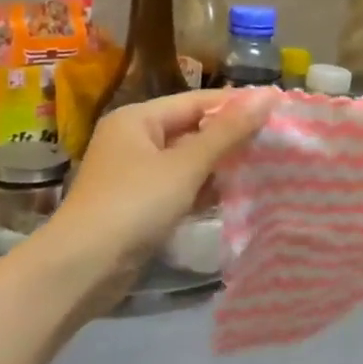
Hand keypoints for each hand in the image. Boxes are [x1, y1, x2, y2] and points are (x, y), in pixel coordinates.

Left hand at [44, 90, 271, 294]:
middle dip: (231, 137)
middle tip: (277, 142)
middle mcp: (134, 139)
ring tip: (265, 166)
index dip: (237, 104)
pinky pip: (179, 187)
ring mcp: (135, 174)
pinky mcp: (139, 205)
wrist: (83, 267)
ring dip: (220, 166)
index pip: (197, 101)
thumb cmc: (134, 204)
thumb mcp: (185, 165)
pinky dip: (203, 190)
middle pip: (192, 129)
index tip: (279, 110)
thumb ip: (228, 132)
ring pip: (187, 161)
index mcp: (138, 118)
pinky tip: (235, 195)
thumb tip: (268, 96)